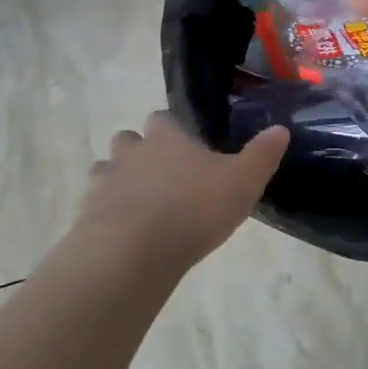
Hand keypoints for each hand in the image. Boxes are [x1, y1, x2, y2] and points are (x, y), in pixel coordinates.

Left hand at [77, 112, 288, 265]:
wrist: (133, 251)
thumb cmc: (194, 208)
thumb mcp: (243, 181)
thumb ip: (262, 155)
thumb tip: (281, 129)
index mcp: (167, 137)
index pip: (164, 117)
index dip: (174, 129)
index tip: (188, 146)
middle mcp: (131, 151)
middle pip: (128, 139)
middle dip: (141, 152)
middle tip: (165, 177)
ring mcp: (104, 182)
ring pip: (106, 170)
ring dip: (120, 181)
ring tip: (142, 205)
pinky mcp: (86, 214)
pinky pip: (95, 205)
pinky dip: (107, 213)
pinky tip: (125, 232)